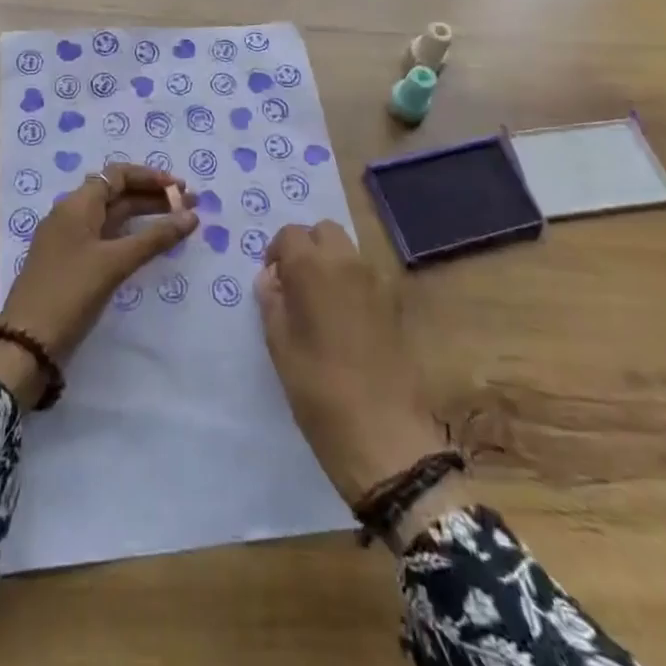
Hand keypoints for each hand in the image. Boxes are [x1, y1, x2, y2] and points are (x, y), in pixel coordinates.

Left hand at [0, 165, 198, 406]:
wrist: (27, 343)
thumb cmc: (70, 292)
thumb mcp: (115, 263)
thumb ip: (155, 238)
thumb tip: (191, 216)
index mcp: (77, 204)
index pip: (117, 175)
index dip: (150, 177)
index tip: (180, 189)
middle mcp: (71, 214)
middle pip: (117, 193)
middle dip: (153, 197)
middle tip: (190, 207)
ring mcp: (69, 239)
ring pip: (112, 217)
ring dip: (144, 216)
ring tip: (177, 223)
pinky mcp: (71, 263)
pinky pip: (105, 237)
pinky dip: (130, 236)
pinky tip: (149, 247)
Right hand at [256, 221, 446, 508]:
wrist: (383, 434)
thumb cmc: (318, 389)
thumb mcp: (279, 346)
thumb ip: (272, 301)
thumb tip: (271, 278)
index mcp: (313, 267)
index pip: (289, 234)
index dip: (276, 252)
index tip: (272, 281)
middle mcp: (348, 262)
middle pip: (324, 231)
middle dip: (307, 247)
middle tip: (295, 284)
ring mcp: (377, 281)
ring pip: (348, 250)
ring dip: (330, 262)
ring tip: (319, 302)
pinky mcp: (395, 304)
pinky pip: (366, 275)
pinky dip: (351, 281)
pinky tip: (344, 319)